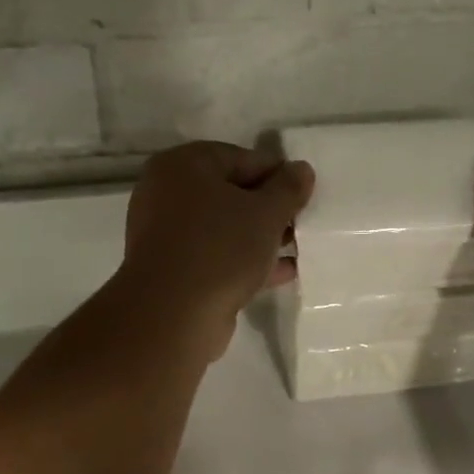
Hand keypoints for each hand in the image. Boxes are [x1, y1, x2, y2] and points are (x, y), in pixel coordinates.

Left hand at [115, 141, 315, 358]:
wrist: (173, 315)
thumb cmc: (220, 248)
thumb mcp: (266, 213)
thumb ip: (288, 188)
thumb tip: (302, 169)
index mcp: (183, 165)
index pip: (242, 158)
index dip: (279, 175)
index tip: (306, 196)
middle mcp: (167, 194)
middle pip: (231, 194)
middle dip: (269, 210)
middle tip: (302, 224)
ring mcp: (167, 234)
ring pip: (224, 228)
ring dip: (260, 238)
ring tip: (298, 248)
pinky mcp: (173, 270)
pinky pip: (216, 256)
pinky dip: (246, 261)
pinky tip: (282, 272)